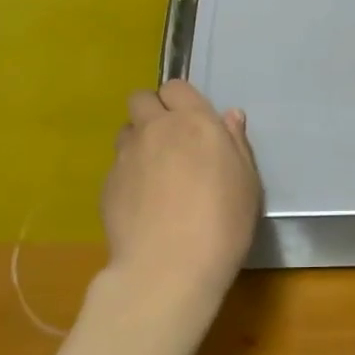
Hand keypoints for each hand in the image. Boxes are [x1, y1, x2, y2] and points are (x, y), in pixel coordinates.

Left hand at [98, 81, 261, 323]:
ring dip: (138, 142)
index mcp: (194, 122)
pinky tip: (142, 204)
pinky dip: (128, 175)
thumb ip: (235, 143)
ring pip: (126, 131)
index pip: (176, 87)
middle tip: (170, 141)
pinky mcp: (107, 184)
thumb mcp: (246, 182)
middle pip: (141, 99)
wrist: (169, 267)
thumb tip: (230, 116)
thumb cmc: (222, 222)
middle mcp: (155, 129)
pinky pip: (117, 166)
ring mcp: (126, 156)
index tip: (192, 122)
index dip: (181, 100)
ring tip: (154, 173)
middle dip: (152, 111)